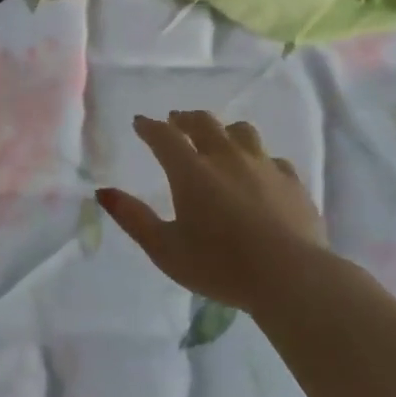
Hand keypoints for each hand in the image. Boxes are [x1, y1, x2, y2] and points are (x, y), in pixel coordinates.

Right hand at [97, 111, 325, 311]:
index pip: (164, 136)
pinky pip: (271, 158)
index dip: (149, 127)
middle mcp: (226, 157)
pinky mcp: (292, 181)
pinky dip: (257, 159)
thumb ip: (133, 218)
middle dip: (185, 119)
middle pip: (204, 123)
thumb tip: (103, 192)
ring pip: (241, 132)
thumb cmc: (219, 265)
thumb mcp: (165, 249)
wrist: (291, 277)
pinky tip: (258, 172)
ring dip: (224, 131)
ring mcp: (263, 165)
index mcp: (191, 171)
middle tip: (176, 122)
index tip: (140, 123)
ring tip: (219, 140)